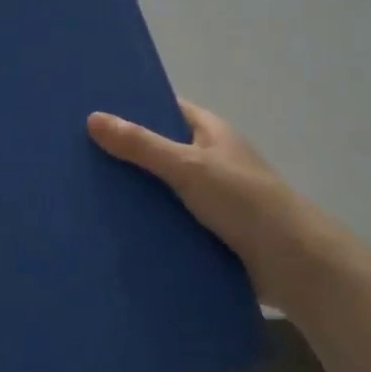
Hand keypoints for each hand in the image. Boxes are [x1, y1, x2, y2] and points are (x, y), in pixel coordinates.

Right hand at [87, 99, 351, 303]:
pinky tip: (110, 229)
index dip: (131, 107)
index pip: (164, 108)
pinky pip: (167, 221)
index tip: (90, 110)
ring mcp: (209, 198)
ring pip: (160, 189)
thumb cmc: (246, 201)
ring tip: (81, 193)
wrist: (296, 264)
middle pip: (158, 149)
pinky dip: (146, 223)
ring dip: (132, 193)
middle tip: (74, 155)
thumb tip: (92, 118)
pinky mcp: (207, 232)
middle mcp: (208, 159)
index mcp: (209, 131)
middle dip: (123, 153)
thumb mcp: (189, 166)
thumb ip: (142, 145)